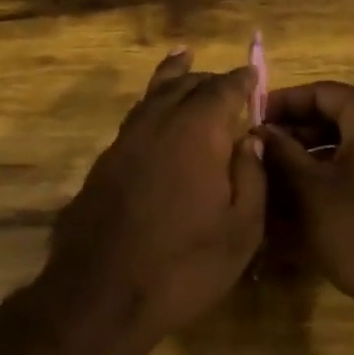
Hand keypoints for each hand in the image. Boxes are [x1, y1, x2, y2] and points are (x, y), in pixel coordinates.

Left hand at [49, 50, 265, 338]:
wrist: (100, 293)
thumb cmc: (183, 265)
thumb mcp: (240, 229)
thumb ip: (251, 176)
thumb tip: (250, 138)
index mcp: (195, 132)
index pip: (223, 91)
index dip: (241, 81)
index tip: (253, 75)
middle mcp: (156, 124)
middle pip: (183, 86)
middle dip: (207, 80)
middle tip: (225, 82)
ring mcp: (123, 142)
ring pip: (151, 96)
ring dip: (172, 80)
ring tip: (182, 60)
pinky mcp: (103, 164)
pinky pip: (134, 119)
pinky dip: (150, 105)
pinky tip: (154, 114)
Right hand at [259, 81, 353, 354]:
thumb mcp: (311, 191)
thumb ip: (282, 154)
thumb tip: (259, 131)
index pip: (324, 92)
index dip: (285, 101)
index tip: (252, 118)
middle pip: (336, 119)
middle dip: (294, 132)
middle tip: (258, 150)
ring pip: (347, 151)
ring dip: (308, 159)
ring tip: (271, 178)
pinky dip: (329, 182)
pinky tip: (299, 206)